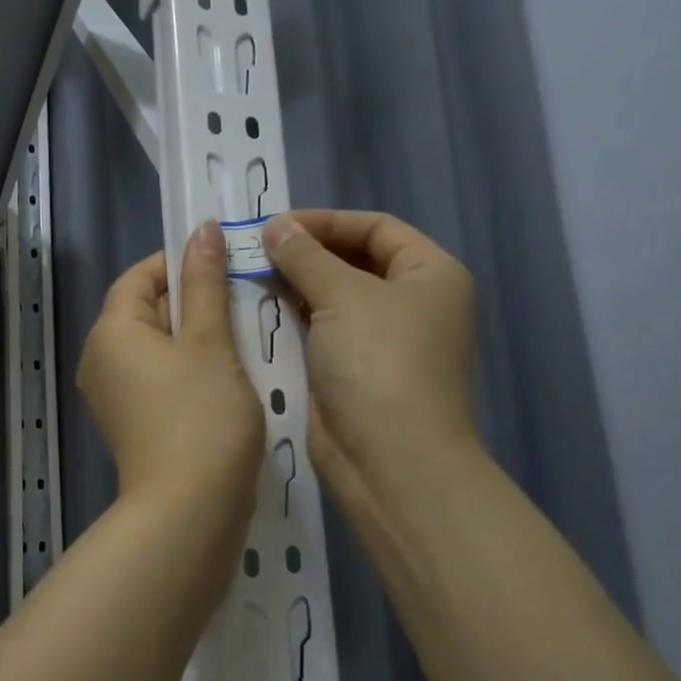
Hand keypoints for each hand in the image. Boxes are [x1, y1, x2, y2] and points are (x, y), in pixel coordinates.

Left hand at [79, 222, 264, 505]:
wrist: (190, 510)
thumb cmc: (201, 416)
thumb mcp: (210, 342)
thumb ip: (205, 283)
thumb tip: (202, 229)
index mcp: (112, 332)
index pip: (138, 277)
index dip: (178, 263)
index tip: (223, 263)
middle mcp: (102, 360)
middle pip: (146, 311)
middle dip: (194, 301)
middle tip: (244, 299)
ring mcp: (115, 397)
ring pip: (158, 347)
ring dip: (199, 337)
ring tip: (245, 335)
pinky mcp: (135, 424)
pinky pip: (161, 379)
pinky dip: (191, 369)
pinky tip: (231, 375)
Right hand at [261, 210, 480, 498]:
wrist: (390, 460)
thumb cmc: (379, 363)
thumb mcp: (343, 296)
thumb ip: (305, 256)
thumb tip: (276, 226)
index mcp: (431, 274)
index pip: (376, 227)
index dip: (326, 221)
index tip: (274, 226)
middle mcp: (413, 303)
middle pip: (354, 261)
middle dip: (306, 254)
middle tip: (255, 251)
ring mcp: (383, 341)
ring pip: (334, 298)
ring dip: (295, 286)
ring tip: (250, 276)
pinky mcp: (355, 372)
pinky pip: (322, 332)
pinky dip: (294, 319)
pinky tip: (260, 311)